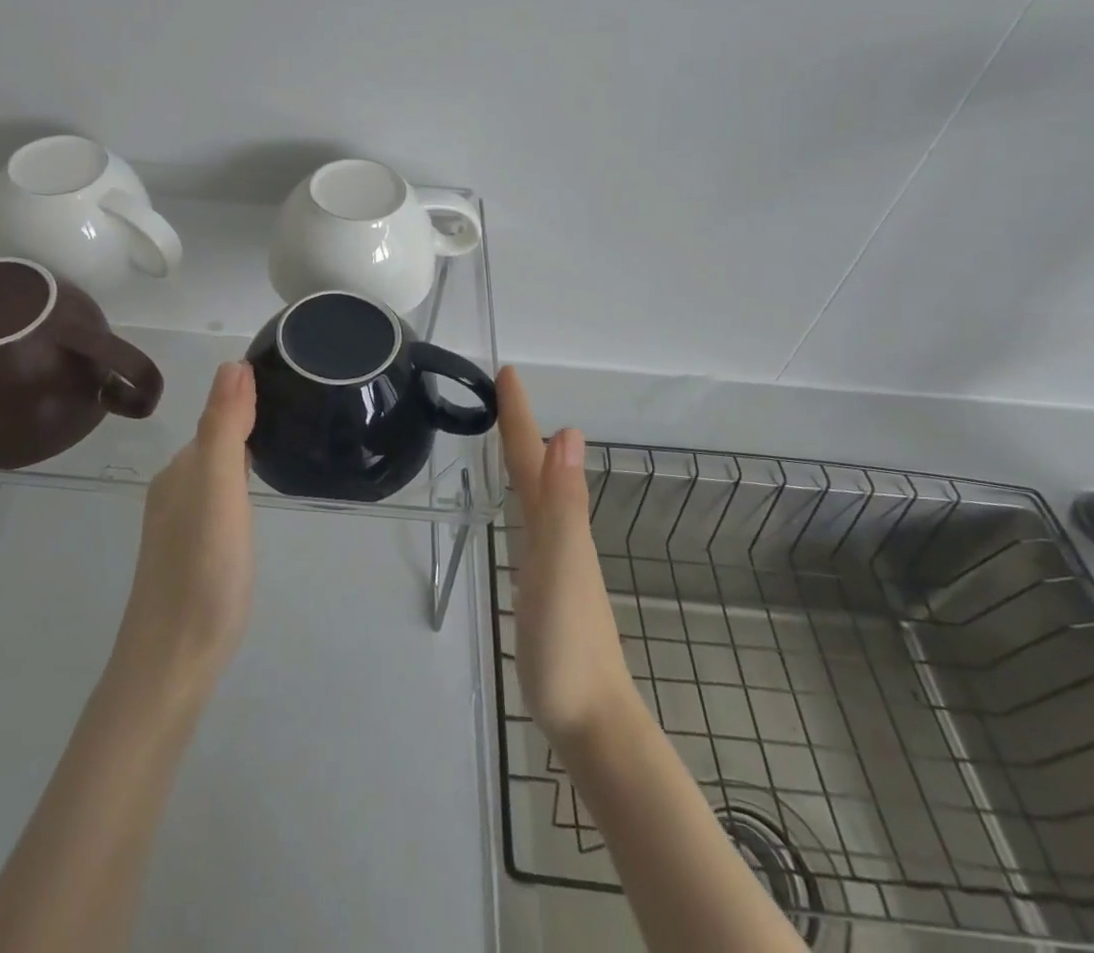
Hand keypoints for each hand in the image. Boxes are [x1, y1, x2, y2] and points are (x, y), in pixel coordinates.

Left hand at [109, 360, 257, 708]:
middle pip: (215, 440)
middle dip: (246, 419)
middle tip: (294, 407)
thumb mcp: (219, 491)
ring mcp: (179, 524)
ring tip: (280, 444)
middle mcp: (175, 489)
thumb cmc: (203, 571)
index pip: (218, 415)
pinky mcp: (190, 553)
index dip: (247, 396)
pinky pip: (216, 499)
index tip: (287, 380)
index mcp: (183, 469)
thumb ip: (224, 427)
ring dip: (241, 452)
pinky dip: (236, 484)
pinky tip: (250, 500)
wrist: (171, 663)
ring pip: (214, 471)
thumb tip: (233, 363)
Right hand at [498, 366, 643, 751]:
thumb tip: (568, 433)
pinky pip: (532, 525)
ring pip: (538, 496)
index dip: (519, 415)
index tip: (507, 372)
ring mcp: (554, 563)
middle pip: (537, 470)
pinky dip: (524, 500)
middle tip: (501, 394)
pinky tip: (520, 509)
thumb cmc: (569, 644)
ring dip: (524, 461)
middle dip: (520, 429)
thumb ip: (563, 504)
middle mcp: (559, 534)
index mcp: (558, 524)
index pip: (533, 458)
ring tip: (508, 437)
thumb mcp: (561, 567)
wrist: (592, 722)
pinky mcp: (545, 588)